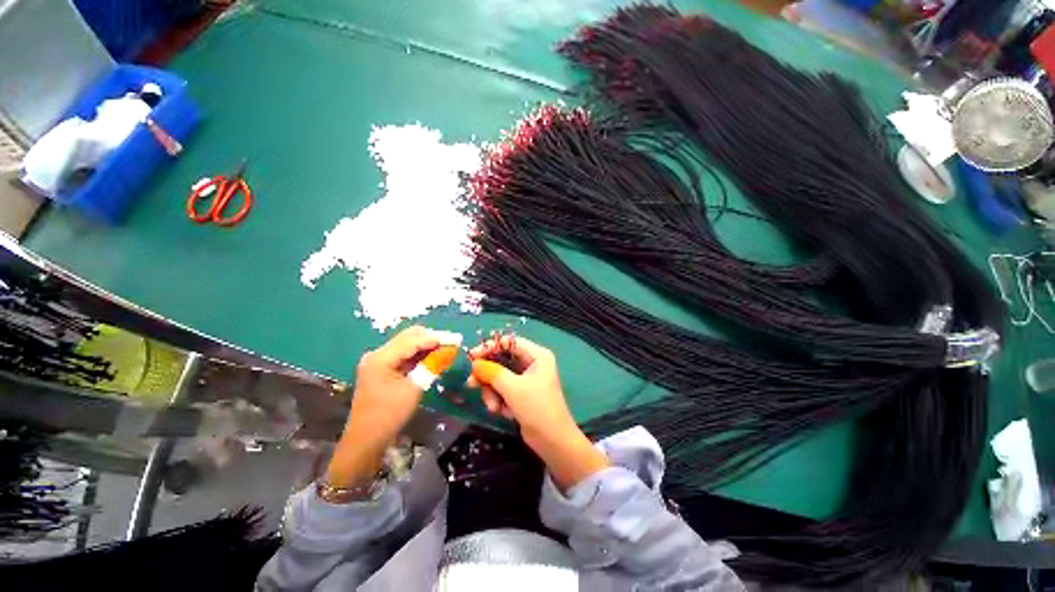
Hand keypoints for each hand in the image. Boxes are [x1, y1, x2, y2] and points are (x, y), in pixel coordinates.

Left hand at [326, 326, 439, 488]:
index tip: (456, 340)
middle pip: (409, 337)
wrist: (366, 439)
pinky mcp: (381, 367)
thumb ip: (431, 365)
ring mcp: (378, 360)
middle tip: (452, 344)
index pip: (412, 340)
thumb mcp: (415, 388)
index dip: (435, 338)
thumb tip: (449, 349)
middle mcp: (377, 353)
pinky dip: (419, 354)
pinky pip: (404, 354)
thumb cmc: (390, 414)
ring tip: (446, 349)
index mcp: (381, 358)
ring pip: (407, 344)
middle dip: (431, 338)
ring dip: (426, 345)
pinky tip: (433, 357)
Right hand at [468, 335, 608, 489]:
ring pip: (500, 376)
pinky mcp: (522, 393)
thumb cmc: (537, 409)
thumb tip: (475, 364)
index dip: (490, 347)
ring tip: (493, 407)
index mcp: (537, 355)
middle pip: (502, 360)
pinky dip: (499, 399)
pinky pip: (503, 389)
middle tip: (471, 383)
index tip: (472, 357)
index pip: (510, 342)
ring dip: (492, 391)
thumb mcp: (513, 388)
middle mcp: (533, 363)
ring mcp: (527, 379)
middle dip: (488, 375)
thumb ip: (493, 373)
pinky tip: (502, 412)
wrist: (553, 442)